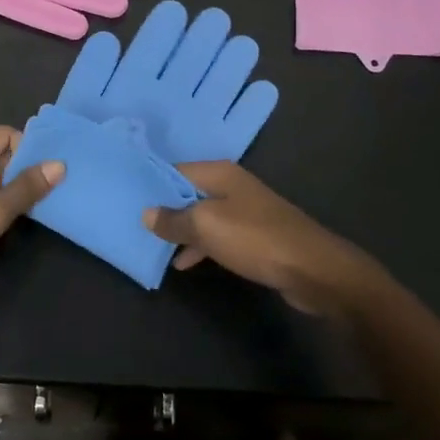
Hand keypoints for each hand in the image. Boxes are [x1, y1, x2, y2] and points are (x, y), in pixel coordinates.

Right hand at [143, 161, 375, 316]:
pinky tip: (185, 262)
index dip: (151, 183)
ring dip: (181, 230)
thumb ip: (174, 219)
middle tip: (134, 224)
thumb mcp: (206, 226)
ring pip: (202, 215)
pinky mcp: (255, 235)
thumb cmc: (255, 239)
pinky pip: (218, 235)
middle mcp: (232, 185)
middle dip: (164, 208)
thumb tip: (146, 213)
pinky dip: (201, 245)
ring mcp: (246, 210)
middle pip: (188, 192)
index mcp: (219, 173)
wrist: (313, 269)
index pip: (175, 170)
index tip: (126, 198)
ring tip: (153, 245)